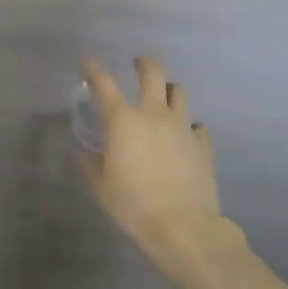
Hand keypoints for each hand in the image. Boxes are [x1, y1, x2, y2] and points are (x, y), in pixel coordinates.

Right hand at [80, 55, 227, 277]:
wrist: (183, 227)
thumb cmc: (134, 204)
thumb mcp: (101, 186)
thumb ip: (91, 163)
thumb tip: (84, 152)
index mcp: (123, 120)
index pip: (104, 83)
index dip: (93, 68)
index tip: (87, 61)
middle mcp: (154, 114)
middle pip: (153, 73)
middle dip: (144, 63)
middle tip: (138, 64)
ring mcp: (182, 127)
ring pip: (179, 92)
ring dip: (169, 91)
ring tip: (163, 99)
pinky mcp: (203, 144)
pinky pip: (197, 126)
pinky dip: (189, 126)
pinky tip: (184, 137)